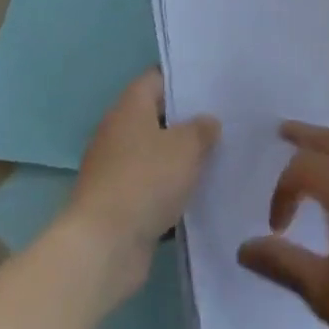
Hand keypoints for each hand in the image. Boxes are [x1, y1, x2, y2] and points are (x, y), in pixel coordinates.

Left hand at [66, 71, 218, 305]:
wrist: (103, 249)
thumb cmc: (145, 181)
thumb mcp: (187, 146)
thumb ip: (202, 129)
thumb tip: (207, 123)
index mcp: (129, 108)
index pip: (157, 79)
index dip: (184, 79)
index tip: (213, 85)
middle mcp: (118, 134)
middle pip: (157, 118)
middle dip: (188, 122)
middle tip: (225, 121)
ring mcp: (116, 172)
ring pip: (157, 156)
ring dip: (182, 160)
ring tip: (220, 157)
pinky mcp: (120, 206)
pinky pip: (153, 189)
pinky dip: (173, 192)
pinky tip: (202, 194)